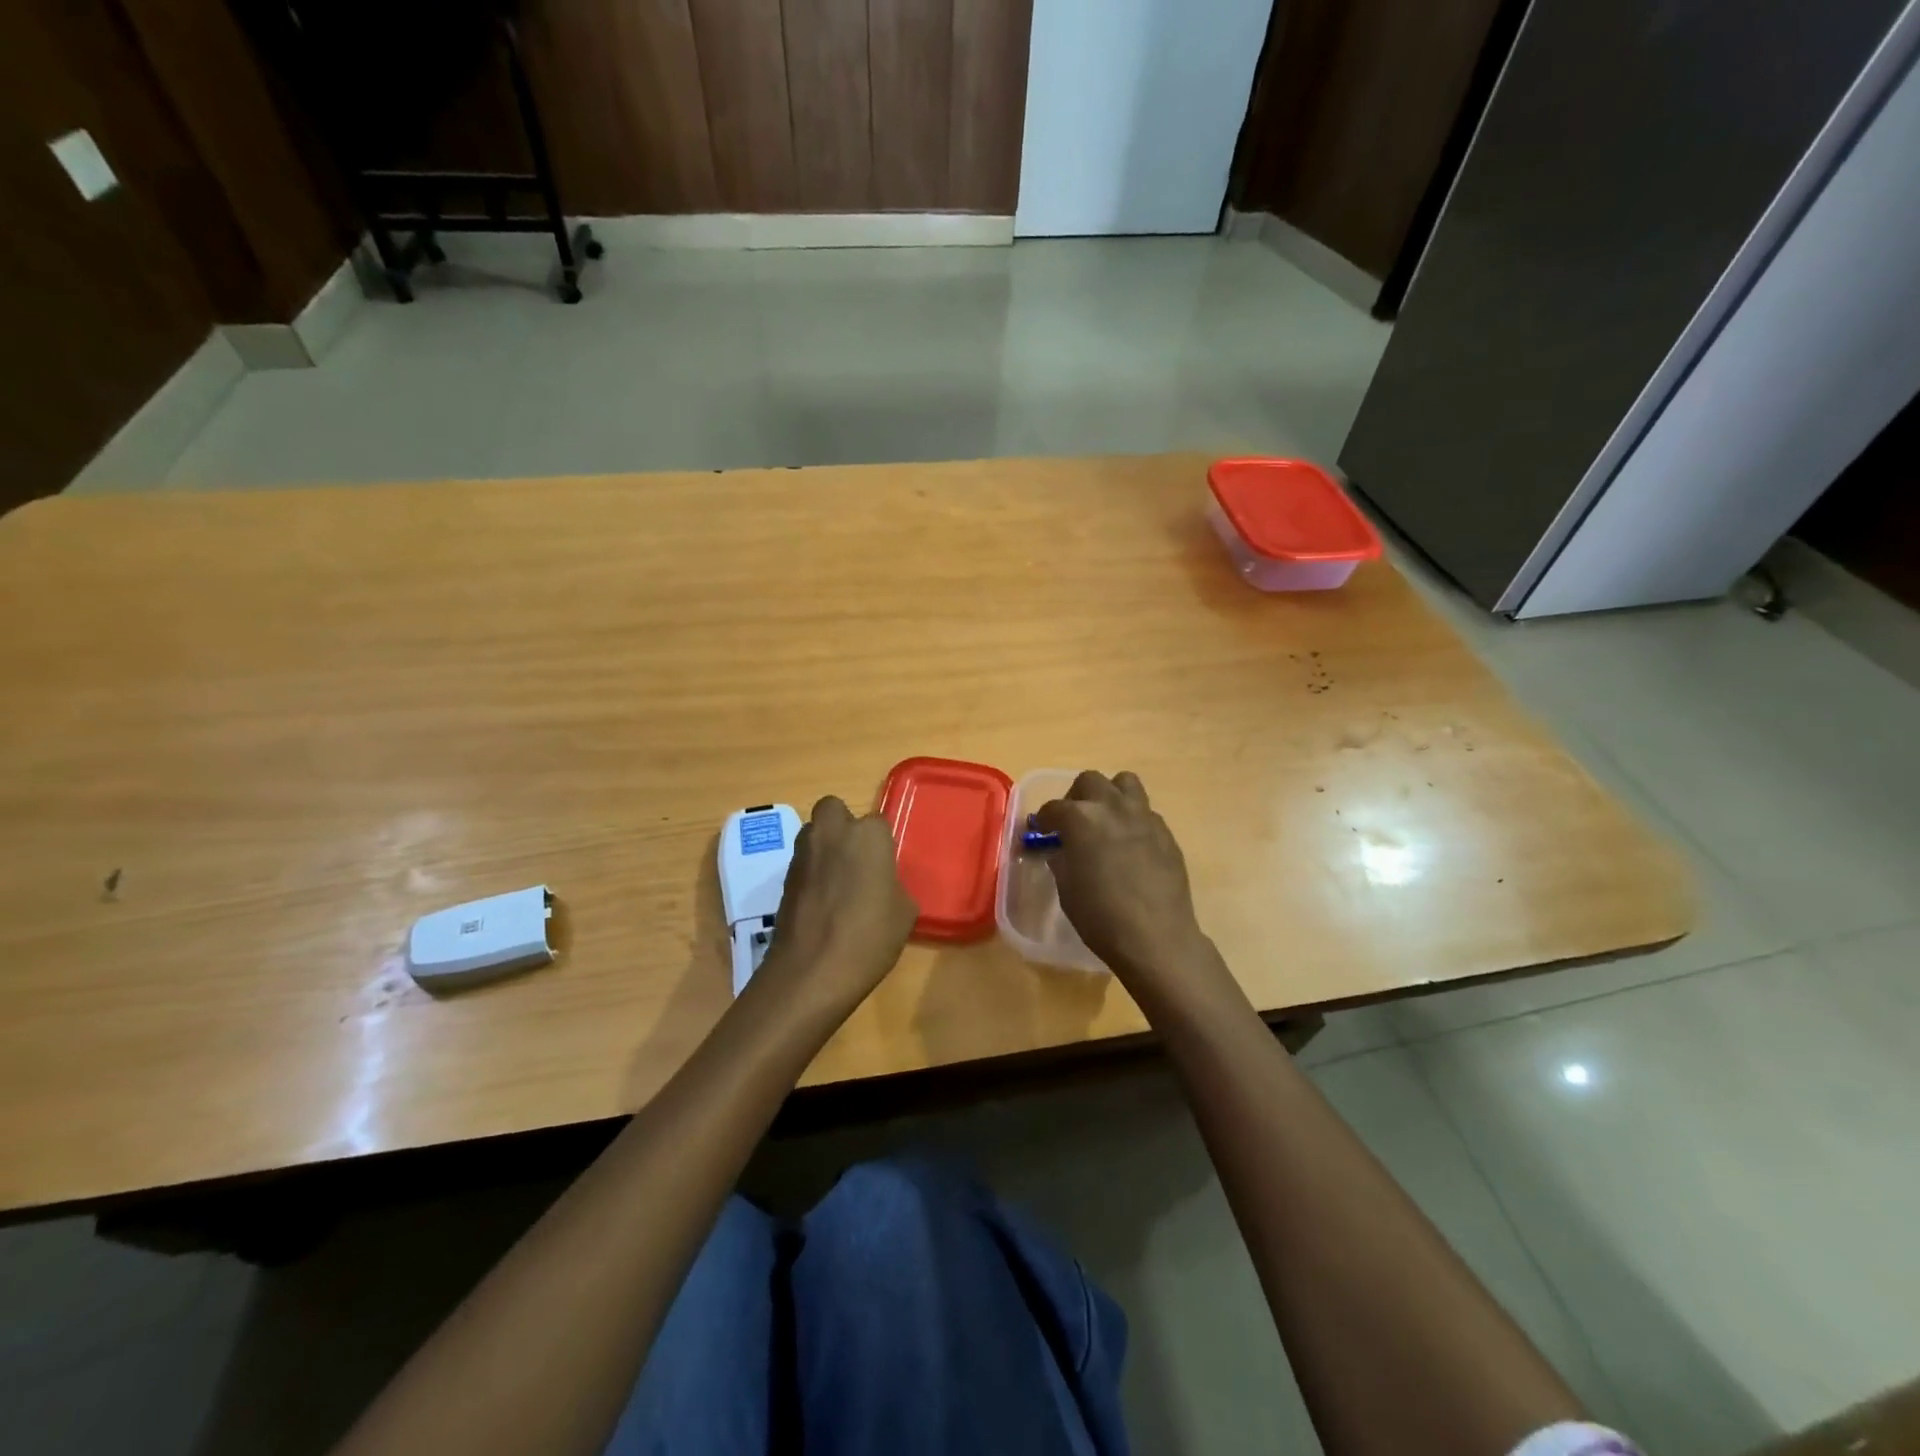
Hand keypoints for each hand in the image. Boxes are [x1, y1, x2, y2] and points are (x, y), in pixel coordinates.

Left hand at [757, 796, 915, 1011]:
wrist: (810, 972)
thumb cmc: (869, 937)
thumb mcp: (904, 913)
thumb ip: (894, 885)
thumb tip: (883, 886)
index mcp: (867, 835)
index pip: (878, 824)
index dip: (882, 846)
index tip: (885, 870)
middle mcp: (831, 833)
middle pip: (834, 810)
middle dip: (843, 826)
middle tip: (857, 860)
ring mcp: (802, 855)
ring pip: (814, 835)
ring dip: (825, 849)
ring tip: (839, 885)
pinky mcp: (783, 879)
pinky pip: (803, 864)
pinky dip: (812, 875)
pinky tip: (823, 905)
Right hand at [1033, 772, 1238, 1013]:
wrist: (1156, 937)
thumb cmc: (1100, 917)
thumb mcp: (1067, 888)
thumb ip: (1061, 859)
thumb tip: (1059, 849)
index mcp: (1081, 819)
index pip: (1054, 807)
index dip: (1044, 819)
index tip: (1041, 831)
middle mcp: (1112, 807)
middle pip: (1090, 781)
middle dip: (1076, 797)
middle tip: (1072, 821)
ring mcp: (1143, 816)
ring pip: (1125, 783)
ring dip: (1110, 794)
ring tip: (1105, 818)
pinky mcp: (1165, 832)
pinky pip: (1145, 811)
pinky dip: (1132, 818)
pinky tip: (1130, 844)